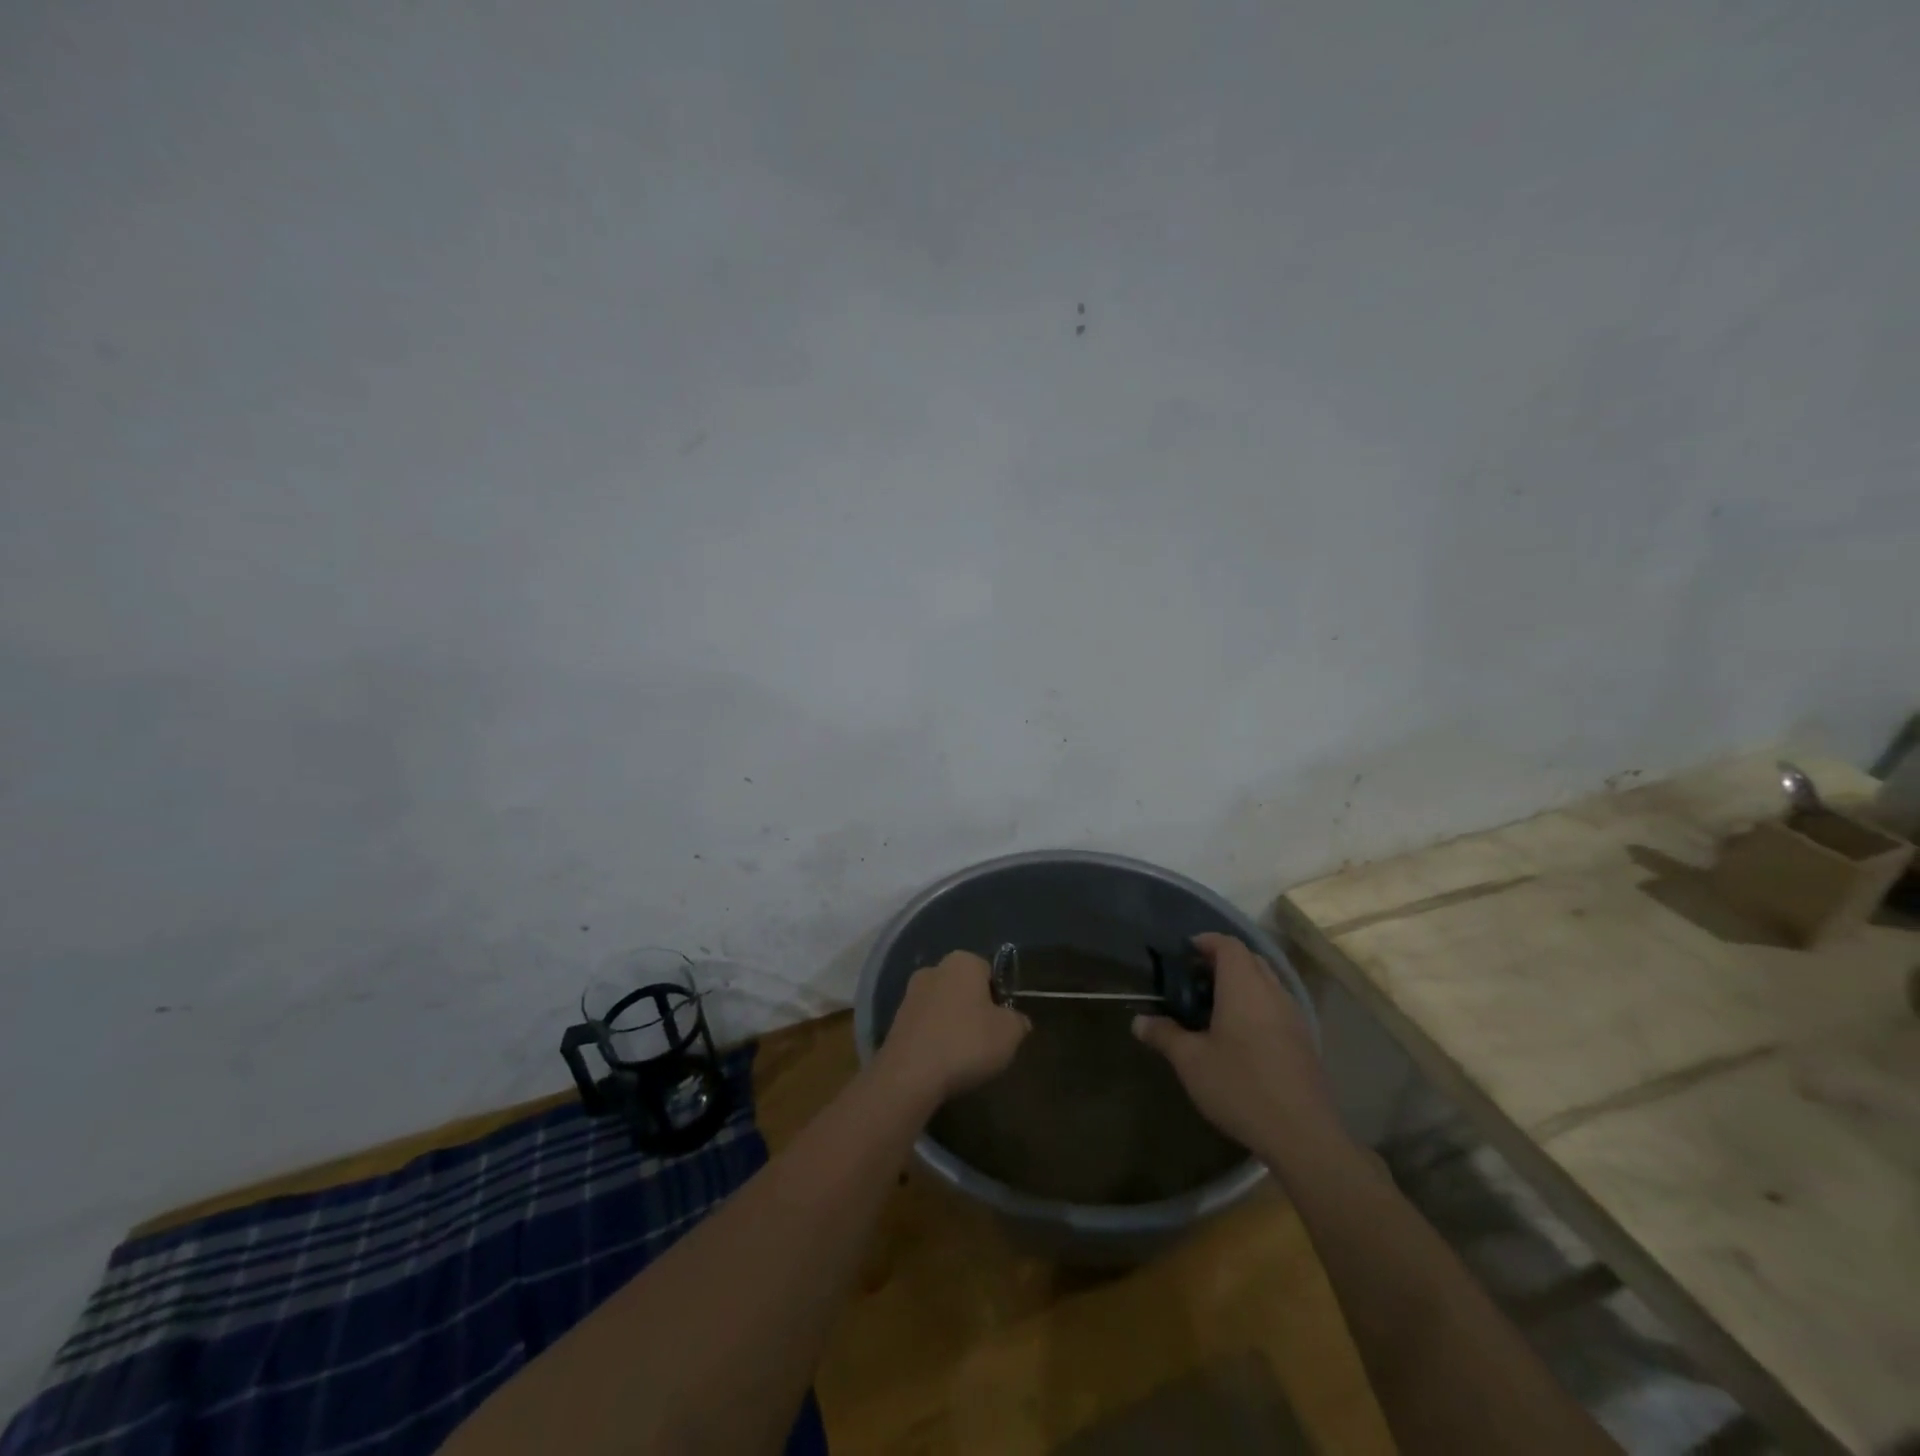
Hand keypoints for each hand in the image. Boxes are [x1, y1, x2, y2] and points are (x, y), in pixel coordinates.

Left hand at [878, 950, 1030, 1102]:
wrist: (910, 1074)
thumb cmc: (966, 1043)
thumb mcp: (1010, 1033)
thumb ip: (1018, 1021)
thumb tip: (1016, 1020)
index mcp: (963, 961)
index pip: (989, 971)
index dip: (999, 997)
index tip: (1002, 1023)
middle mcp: (934, 968)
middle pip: (964, 988)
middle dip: (974, 1009)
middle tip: (985, 1040)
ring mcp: (910, 993)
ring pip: (943, 1006)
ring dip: (952, 1024)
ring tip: (962, 1057)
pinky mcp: (896, 1020)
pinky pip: (925, 1025)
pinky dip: (934, 1039)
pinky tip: (941, 1062)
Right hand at [1132, 933, 1338, 1153]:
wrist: (1302, 1135)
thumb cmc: (1240, 1086)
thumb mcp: (1191, 1062)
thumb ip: (1164, 1035)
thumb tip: (1139, 1022)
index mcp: (1244, 987)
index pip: (1228, 945)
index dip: (1206, 941)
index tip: (1185, 952)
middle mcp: (1272, 992)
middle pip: (1250, 959)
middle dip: (1222, 961)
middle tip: (1195, 979)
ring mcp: (1294, 1016)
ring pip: (1266, 982)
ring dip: (1241, 983)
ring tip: (1214, 1007)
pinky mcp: (1304, 1040)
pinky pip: (1277, 1005)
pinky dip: (1256, 1004)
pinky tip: (1240, 1035)